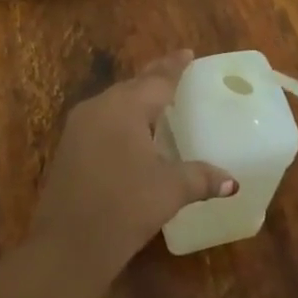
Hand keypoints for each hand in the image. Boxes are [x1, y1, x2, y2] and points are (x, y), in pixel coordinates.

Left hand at [30, 51, 237, 283]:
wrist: (66, 244)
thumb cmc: (124, 207)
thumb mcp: (169, 190)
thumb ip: (200, 178)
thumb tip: (231, 181)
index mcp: (125, 106)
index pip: (157, 80)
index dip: (174, 67)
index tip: (188, 53)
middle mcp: (99, 107)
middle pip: (133, 86)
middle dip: (154, 78)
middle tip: (176, 70)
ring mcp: (79, 127)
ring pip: (114, 102)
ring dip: (136, 98)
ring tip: (157, 99)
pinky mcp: (69, 148)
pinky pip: (102, 120)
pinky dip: (121, 118)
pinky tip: (131, 131)